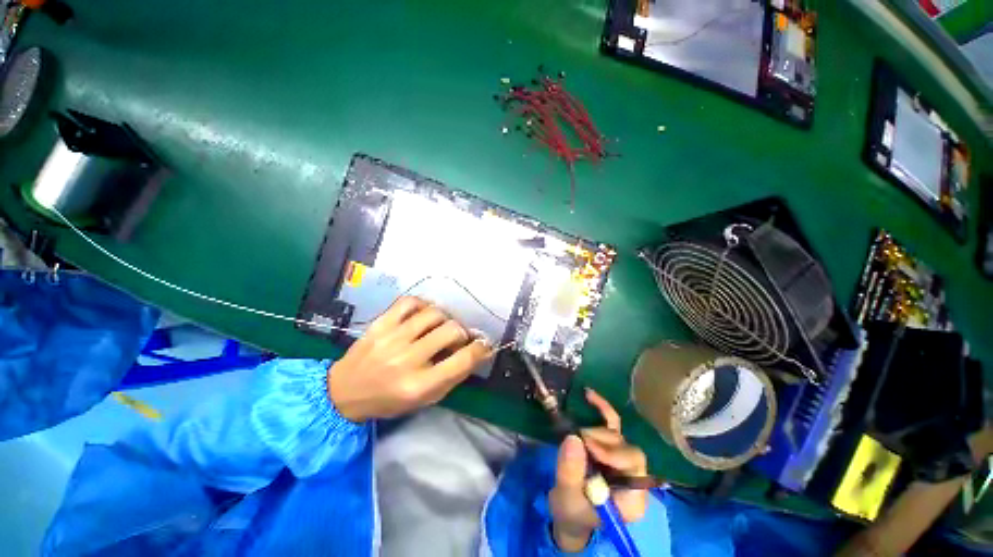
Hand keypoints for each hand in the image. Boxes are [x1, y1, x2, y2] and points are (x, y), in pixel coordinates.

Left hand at [327, 296, 491, 421]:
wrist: (344, 393)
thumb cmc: (389, 400)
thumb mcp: (425, 399)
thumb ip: (452, 375)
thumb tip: (476, 350)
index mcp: (420, 385)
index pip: (463, 360)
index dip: (481, 349)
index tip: (484, 345)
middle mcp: (407, 359)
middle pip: (452, 330)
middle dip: (463, 333)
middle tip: (458, 338)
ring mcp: (392, 338)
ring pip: (435, 313)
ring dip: (445, 319)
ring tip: (440, 326)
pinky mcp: (380, 323)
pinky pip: (410, 302)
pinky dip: (423, 305)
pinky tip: (423, 315)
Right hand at [549, 389, 647, 551]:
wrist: (568, 513)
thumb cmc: (571, 512)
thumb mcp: (567, 498)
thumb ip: (571, 472)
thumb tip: (573, 438)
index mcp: (632, 498)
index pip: (635, 467)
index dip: (613, 453)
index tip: (589, 448)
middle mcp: (633, 476)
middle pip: (626, 448)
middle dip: (601, 441)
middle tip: (578, 442)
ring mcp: (621, 458)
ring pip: (616, 435)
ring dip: (594, 432)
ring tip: (575, 440)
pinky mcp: (610, 446)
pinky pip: (611, 422)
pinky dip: (601, 407)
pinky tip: (588, 394)